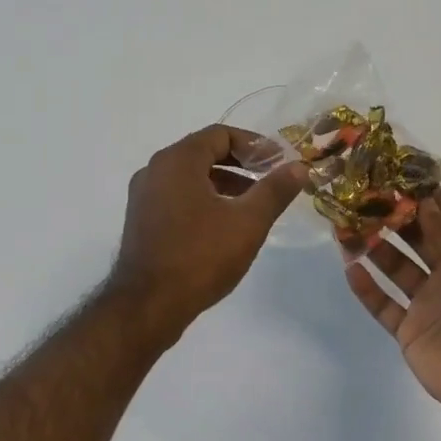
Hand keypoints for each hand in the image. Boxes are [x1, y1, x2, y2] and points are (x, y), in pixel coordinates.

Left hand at [111, 126, 306, 338]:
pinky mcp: (141, 220)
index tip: (279, 162)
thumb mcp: (248, 222)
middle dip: (240, 164)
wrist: (147, 306)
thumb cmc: (200, 256)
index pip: (220, 135)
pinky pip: (177, 197)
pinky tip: (223, 226)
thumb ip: (275, 190)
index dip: (255, 145)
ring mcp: (143, 196)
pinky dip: (203, 200)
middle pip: (203, 153)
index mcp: (177, 160)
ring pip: (190, 177)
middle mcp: (154, 169)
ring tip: (252, 206)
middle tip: (270, 181)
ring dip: (223, 184)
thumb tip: (299, 167)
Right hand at [346, 190, 440, 430]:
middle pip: (420, 239)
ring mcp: (430, 303)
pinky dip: (367, 289)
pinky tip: (350, 269)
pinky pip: (384, 305)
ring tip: (346, 228)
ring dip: (375, 249)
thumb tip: (423, 200)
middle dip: (395, 219)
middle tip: (363, 199)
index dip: (432, 199)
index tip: (401, 180)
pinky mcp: (411, 330)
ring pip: (397, 269)